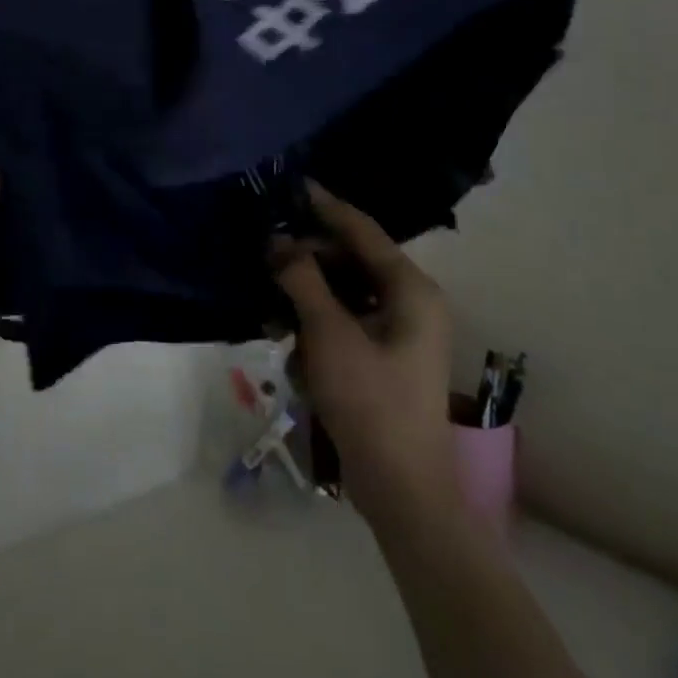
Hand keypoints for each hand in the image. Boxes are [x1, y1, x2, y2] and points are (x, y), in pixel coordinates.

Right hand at [273, 183, 459, 523]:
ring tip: (274, 315)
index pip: (362, 229)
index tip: (291, 185)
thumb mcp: (328, 333)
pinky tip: (295, 351)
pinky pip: (345, 324)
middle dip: (307, 264)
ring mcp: (399, 332)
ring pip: (343, 294)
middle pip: (350, 261)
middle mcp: (410, 302)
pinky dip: (318, 329)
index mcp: (411, 288)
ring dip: (307, 301)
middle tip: (267, 261)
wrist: (402, 492)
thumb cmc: (370, 401)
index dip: (324, 206)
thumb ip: (301, 278)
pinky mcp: (384, 358)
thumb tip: (277, 240)